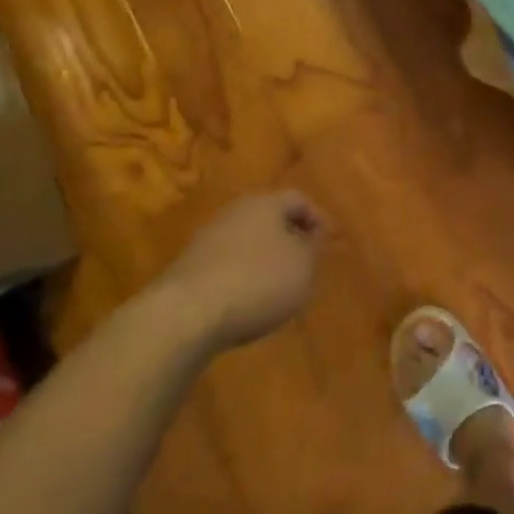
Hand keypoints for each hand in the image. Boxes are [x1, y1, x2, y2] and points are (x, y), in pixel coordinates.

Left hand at [148, 191, 329, 354]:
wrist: (185, 314)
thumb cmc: (258, 281)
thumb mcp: (303, 267)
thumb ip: (313, 248)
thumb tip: (311, 236)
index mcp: (266, 202)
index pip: (299, 199)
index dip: (318, 219)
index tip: (328, 243)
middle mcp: (235, 211)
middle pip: (269, 217)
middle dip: (288, 237)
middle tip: (304, 262)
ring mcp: (207, 238)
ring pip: (246, 240)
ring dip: (263, 257)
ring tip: (277, 286)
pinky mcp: (188, 267)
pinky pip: (225, 263)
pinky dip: (241, 276)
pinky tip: (246, 300)